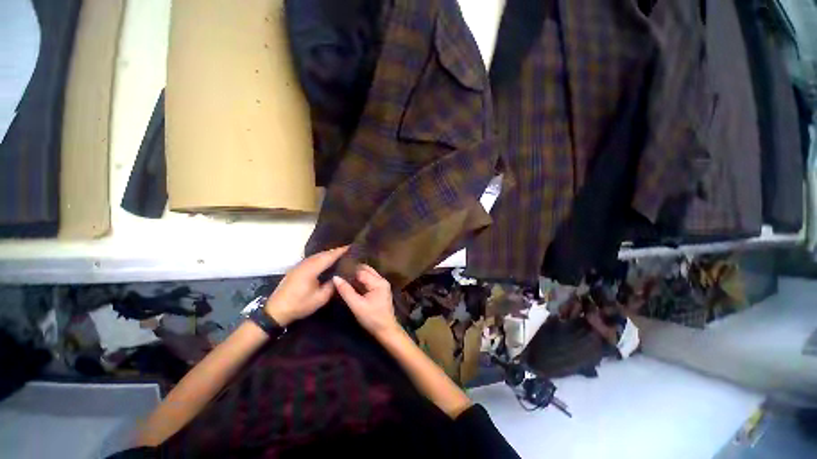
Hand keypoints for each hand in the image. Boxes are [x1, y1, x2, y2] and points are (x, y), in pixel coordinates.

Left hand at [264, 246, 347, 325]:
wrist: (275, 311)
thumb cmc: (299, 305)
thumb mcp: (320, 298)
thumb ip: (332, 285)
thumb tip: (340, 276)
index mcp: (311, 269)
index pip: (329, 256)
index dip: (341, 251)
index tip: (352, 247)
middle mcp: (305, 263)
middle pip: (323, 253)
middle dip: (336, 251)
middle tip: (349, 251)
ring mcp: (300, 265)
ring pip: (317, 255)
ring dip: (329, 254)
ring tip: (341, 255)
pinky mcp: (297, 269)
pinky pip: (313, 259)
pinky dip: (322, 258)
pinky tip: (327, 262)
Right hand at [333, 265, 399, 337]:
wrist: (386, 330)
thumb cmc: (372, 318)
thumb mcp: (357, 306)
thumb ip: (346, 291)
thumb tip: (335, 277)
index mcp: (378, 282)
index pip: (361, 271)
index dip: (349, 271)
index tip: (337, 272)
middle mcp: (382, 280)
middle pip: (366, 270)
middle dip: (354, 271)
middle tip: (340, 275)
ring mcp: (382, 284)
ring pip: (367, 274)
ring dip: (357, 276)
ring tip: (344, 279)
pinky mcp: (380, 289)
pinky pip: (369, 280)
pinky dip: (361, 281)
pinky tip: (351, 285)